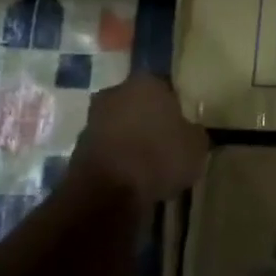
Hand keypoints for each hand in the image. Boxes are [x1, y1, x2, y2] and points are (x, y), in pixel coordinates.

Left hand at [62, 73, 208, 203]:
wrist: (107, 192)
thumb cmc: (159, 157)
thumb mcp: (197, 145)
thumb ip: (193, 132)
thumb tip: (189, 131)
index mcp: (147, 82)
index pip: (167, 87)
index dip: (177, 105)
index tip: (184, 124)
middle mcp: (116, 92)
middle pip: (139, 103)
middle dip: (150, 118)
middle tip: (167, 140)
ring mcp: (93, 119)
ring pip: (121, 124)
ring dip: (132, 138)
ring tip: (150, 162)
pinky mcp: (78, 147)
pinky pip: (109, 147)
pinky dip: (119, 157)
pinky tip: (132, 175)